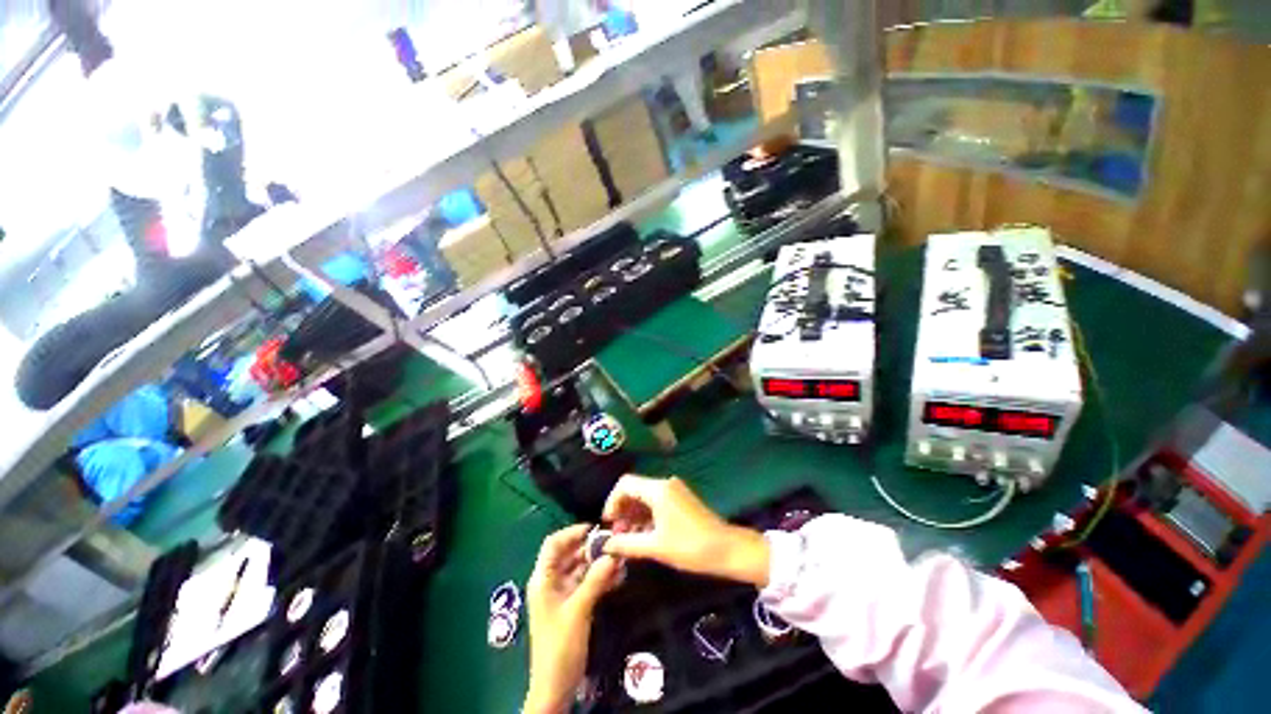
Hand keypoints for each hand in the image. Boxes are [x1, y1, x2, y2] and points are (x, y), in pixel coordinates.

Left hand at [524, 524, 622, 713]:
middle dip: (592, 547)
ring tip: (621, 559)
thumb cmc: (560, 647)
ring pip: (581, 568)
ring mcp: (562, 593)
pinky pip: (587, 583)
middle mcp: (551, 581)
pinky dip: (600, 578)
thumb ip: (595, 580)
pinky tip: (618, 577)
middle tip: (615, 543)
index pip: (554, 544)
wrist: (555, 687)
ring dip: (599, 563)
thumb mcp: (578, 611)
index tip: (596, 529)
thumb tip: (613, 554)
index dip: (572, 533)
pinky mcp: (573, 604)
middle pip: (570, 554)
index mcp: (543, 579)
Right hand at [601, 475, 769, 587]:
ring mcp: (674, 490)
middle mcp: (665, 484)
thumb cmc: (690, 546)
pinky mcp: (681, 499)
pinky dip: (646, 514)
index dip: (612, 501)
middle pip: (635, 488)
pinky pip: (656, 501)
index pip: (625, 484)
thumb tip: (606, 544)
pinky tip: (643, 533)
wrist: (726, 548)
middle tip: (616, 533)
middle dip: (622, 509)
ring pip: (645, 496)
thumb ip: (627, 543)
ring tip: (627, 536)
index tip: (608, 523)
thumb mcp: (656, 547)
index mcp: (658, 489)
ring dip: (633, 513)